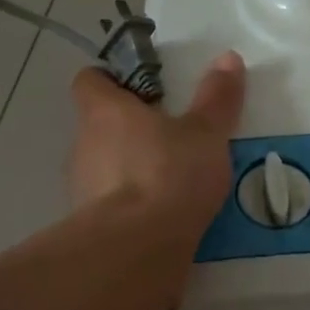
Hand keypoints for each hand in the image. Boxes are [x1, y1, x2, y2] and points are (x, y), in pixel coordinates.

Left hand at [68, 51, 245, 240]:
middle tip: (173, 133)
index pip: (91, 80)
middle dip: (132, 127)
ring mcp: (82, 187)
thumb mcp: (206, 133)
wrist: (136, 252)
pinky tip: (166, 214)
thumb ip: (217, 97)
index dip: (113, 79)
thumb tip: (228, 57)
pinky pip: (112, 203)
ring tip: (175, 177)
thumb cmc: (168, 175)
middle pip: (101, 124)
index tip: (146, 88)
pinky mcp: (90, 225)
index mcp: (104, 111)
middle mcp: (83, 144)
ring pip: (105, 165)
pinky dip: (133, 204)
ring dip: (132, 167)